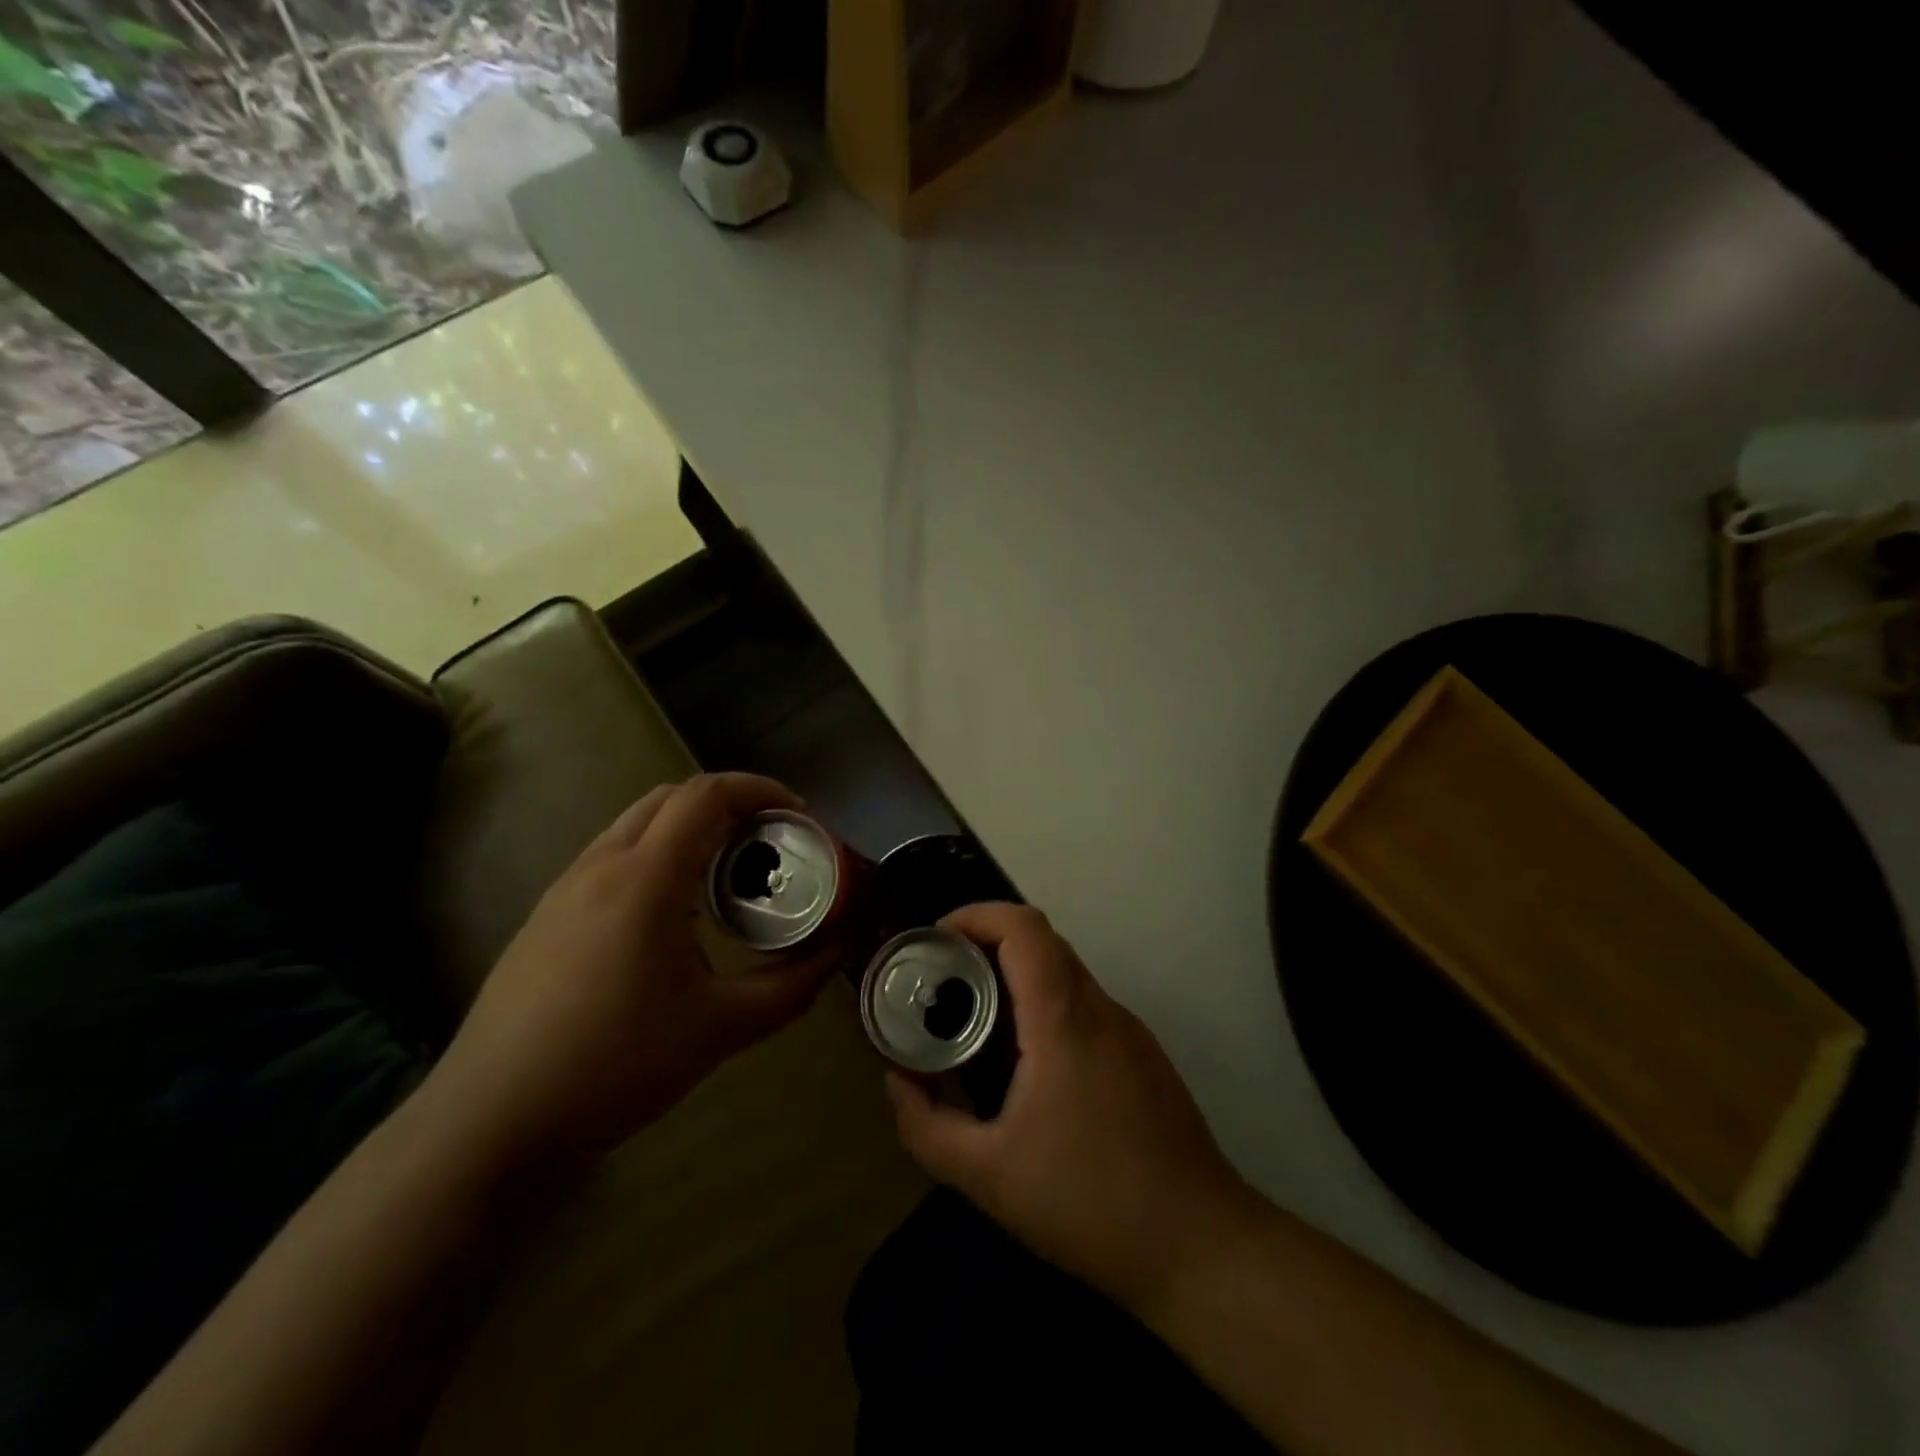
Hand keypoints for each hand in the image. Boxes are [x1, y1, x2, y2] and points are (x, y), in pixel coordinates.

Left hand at [425, 774, 838, 1167]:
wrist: (491, 1122)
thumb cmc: (615, 1065)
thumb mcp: (721, 1029)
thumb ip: (792, 986)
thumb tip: (838, 950)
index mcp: (646, 877)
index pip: (707, 795)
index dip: (760, 790)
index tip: (799, 816)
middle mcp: (601, 865)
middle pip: (673, 797)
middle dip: (730, 803)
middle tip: (771, 840)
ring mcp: (566, 887)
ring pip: (638, 823)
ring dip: (691, 827)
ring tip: (729, 871)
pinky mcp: (547, 915)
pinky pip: (614, 855)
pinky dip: (659, 853)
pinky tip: (675, 910)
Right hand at [885, 902, 1253, 1314]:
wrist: (1200, 1246)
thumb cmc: (1089, 1203)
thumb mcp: (987, 1176)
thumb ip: (927, 1126)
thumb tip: (898, 1081)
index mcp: (1063, 1019)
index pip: (1023, 927)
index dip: (976, 915)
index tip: (936, 938)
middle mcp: (1100, 1008)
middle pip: (1041, 942)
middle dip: (986, 944)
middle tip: (942, 980)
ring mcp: (1128, 1030)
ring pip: (1065, 973)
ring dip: (1016, 977)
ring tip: (974, 1020)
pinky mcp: (1142, 1055)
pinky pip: (1084, 1006)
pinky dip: (1044, 1006)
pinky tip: (1025, 1064)